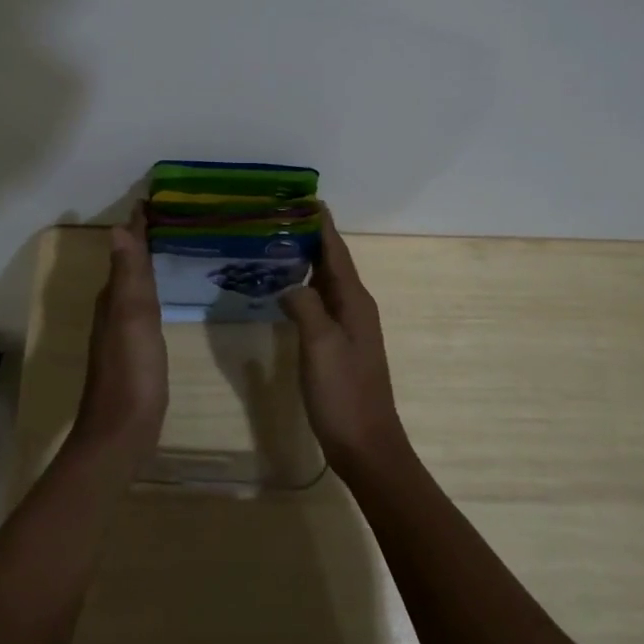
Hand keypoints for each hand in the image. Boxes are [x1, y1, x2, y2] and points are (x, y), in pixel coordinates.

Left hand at [72, 206, 168, 457]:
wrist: (122, 431)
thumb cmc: (132, 371)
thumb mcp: (132, 317)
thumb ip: (128, 275)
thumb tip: (118, 228)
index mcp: (113, 298)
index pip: (125, 251)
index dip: (137, 227)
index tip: (151, 201)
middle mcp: (112, 309)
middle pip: (127, 265)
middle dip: (141, 240)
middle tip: (166, 218)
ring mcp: (120, 332)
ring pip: (132, 286)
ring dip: (145, 265)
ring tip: (167, 248)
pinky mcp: (133, 352)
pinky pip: (141, 307)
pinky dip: (149, 291)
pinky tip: (161, 297)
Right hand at [281, 209, 406, 475]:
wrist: (366, 445)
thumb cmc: (344, 393)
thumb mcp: (320, 345)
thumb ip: (305, 306)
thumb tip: (288, 284)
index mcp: (354, 301)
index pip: (336, 251)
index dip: (321, 224)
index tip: (304, 197)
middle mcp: (354, 307)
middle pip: (332, 261)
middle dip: (310, 236)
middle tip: (279, 215)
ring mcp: (348, 326)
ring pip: (326, 281)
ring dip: (306, 260)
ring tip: (277, 242)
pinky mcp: (338, 344)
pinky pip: (320, 302)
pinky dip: (304, 286)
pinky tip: (285, 288)